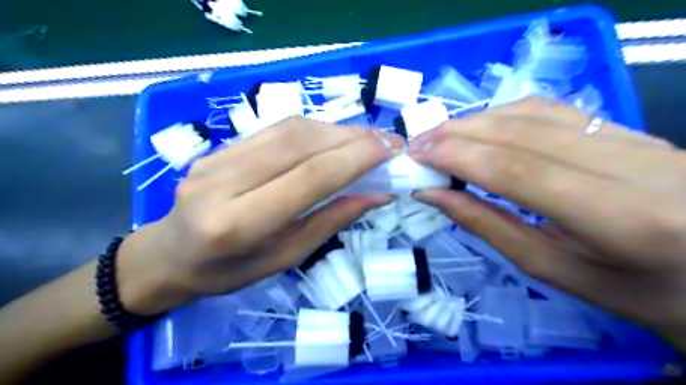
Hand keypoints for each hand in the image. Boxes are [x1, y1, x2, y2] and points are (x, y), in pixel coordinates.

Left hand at [116, 117, 402, 315]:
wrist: (170, 254)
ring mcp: (217, 157)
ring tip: (367, 140)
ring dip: (337, 130)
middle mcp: (224, 181)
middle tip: (388, 141)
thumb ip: (331, 221)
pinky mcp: (220, 146)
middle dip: (353, 138)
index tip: (391, 150)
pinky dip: (315, 130)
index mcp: (238, 223)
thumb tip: (378, 194)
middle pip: (300, 144)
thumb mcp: (286, 258)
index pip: (309, 176)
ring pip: (290, 129)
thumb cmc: (229, 271)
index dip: (355, 158)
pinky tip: (335, 139)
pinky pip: (276, 129)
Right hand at [409, 97, 685, 348]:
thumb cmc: (632, 290)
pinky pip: (550, 109)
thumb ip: (487, 225)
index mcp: (620, 217)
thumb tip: (433, 194)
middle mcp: (633, 163)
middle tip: (417, 144)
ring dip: (475, 120)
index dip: (458, 156)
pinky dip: (501, 114)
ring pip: (534, 111)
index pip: (516, 168)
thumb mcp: (553, 269)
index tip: (417, 156)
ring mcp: (635, 136)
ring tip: (438, 137)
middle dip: (457, 133)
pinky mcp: (627, 127)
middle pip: (521, 131)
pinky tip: (477, 128)